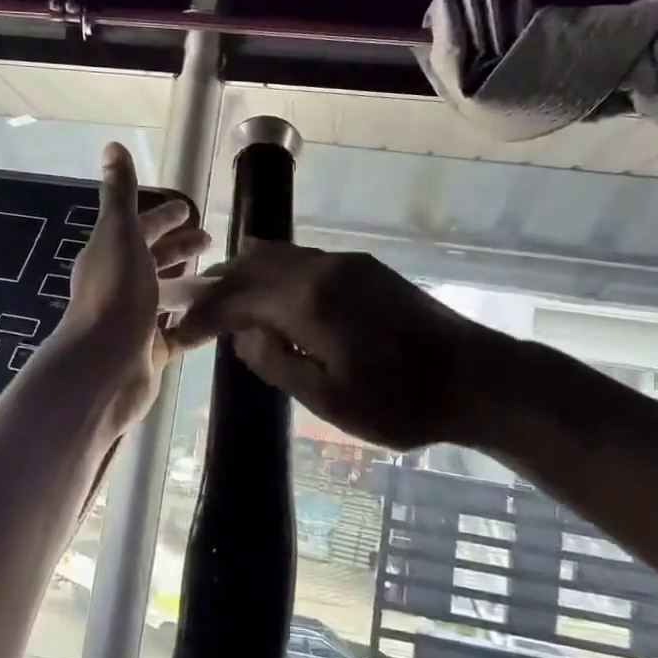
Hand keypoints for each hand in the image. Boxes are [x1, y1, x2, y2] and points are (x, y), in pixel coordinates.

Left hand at [57, 143, 209, 435]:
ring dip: (192, 284)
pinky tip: (220, 315)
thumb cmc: (115, 294)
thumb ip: (119, 193)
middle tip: (212, 241)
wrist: (104, 366)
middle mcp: (120, 285)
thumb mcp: (119, 234)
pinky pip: (178, 331)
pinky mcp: (149, 351)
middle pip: (154, 261)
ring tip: (226, 277)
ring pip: (167, 296)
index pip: (139, 228)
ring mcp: (134, 320)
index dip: (163, 217)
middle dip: (180, 248)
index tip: (190, 211)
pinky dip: (196, 321)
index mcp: (111, 254)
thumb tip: (112, 146)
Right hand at [171, 242, 499, 451]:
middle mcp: (322, 268)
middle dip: (219, 287)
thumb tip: (243, 335)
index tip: (178, 333)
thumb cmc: (401, 402)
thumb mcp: (329, 400)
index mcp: (307, 300)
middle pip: (253, 264)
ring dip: (247, 276)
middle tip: (195, 312)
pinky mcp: (366, 269)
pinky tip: (276, 299)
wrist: (479, 378)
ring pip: (280, 256)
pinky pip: (304, 261)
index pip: (235, 298)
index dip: (202, 314)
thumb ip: (276, 362)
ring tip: (228, 303)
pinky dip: (276, 275)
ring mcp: (347, 263)